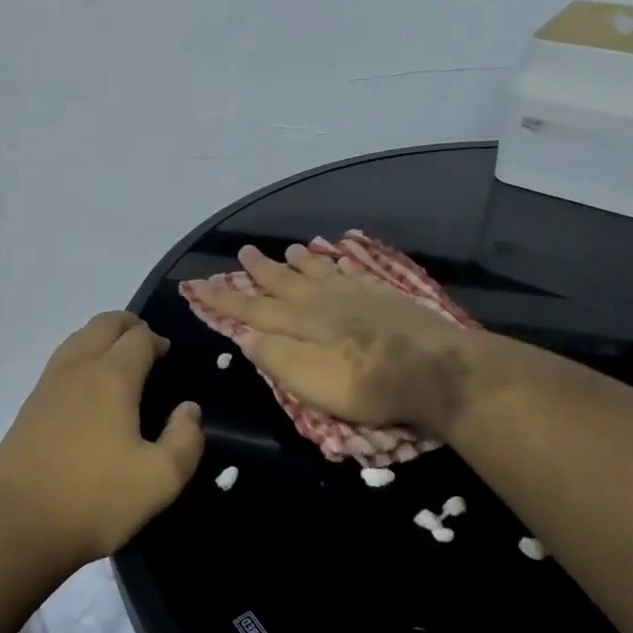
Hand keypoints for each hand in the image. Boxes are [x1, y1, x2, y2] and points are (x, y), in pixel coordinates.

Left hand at [0, 311, 202, 564]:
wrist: (16, 525)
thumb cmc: (95, 499)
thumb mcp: (161, 479)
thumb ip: (185, 439)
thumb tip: (188, 409)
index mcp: (111, 376)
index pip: (139, 336)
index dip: (158, 341)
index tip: (169, 360)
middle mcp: (77, 368)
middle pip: (104, 324)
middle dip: (130, 327)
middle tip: (148, 352)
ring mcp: (47, 384)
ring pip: (78, 339)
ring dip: (103, 341)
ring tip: (122, 369)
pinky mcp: (29, 406)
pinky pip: (61, 363)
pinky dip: (82, 360)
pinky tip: (90, 395)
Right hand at [187, 244, 491, 437]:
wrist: (436, 370)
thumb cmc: (367, 383)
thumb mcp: (309, 381)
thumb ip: (275, 358)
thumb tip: (245, 336)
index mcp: (300, 323)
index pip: (251, 310)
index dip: (222, 299)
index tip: (196, 285)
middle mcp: (323, 302)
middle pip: (284, 283)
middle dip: (259, 271)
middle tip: (243, 252)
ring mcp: (356, 295)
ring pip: (318, 271)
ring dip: (298, 261)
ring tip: (286, 249)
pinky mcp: (386, 296)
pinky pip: (353, 270)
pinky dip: (339, 261)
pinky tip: (338, 254)